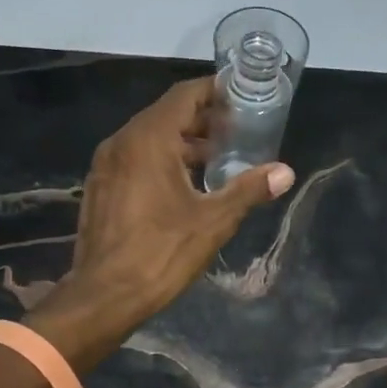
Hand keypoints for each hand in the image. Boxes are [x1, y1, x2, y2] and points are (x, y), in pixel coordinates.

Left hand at [28, 77, 293, 364]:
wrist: (104, 296)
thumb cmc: (161, 253)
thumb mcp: (213, 221)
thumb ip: (249, 190)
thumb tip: (286, 173)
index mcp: (148, 139)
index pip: (184, 96)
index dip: (215, 92)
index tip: (242, 98)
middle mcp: (121, 142)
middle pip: (167, 115)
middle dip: (203, 120)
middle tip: (238, 132)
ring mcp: (106, 165)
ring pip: (149, 139)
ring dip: (183, 143)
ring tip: (218, 160)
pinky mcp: (100, 188)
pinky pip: (135, 159)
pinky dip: (162, 160)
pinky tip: (185, 185)